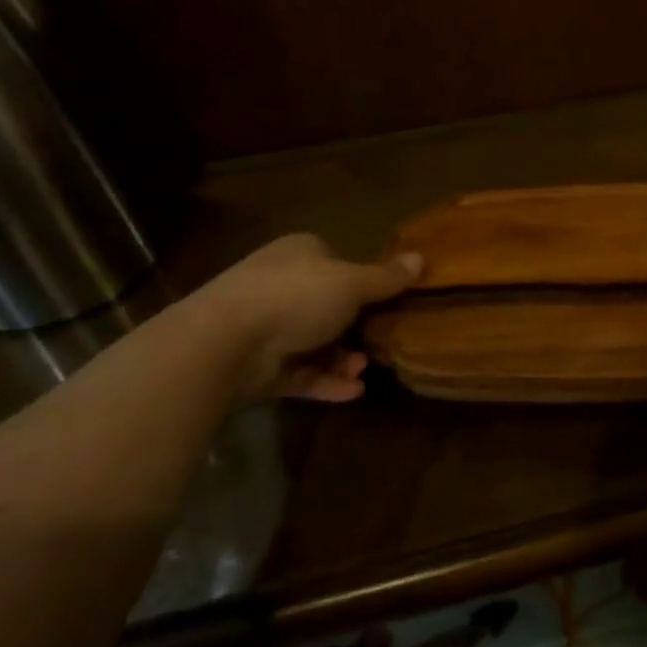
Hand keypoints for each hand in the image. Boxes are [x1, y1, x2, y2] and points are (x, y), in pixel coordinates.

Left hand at [188, 234, 421, 404]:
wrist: (224, 343)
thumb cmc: (296, 297)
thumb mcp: (352, 283)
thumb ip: (386, 277)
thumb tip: (422, 258)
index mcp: (301, 254)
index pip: (337, 262)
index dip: (363, 281)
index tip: (387, 301)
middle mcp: (281, 285)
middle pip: (328, 306)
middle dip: (357, 328)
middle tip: (381, 342)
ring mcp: (266, 326)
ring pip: (315, 343)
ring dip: (342, 359)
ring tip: (361, 372)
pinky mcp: (258, 366)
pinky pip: (300, 373)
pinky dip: (325, 382)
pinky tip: (353, 392)